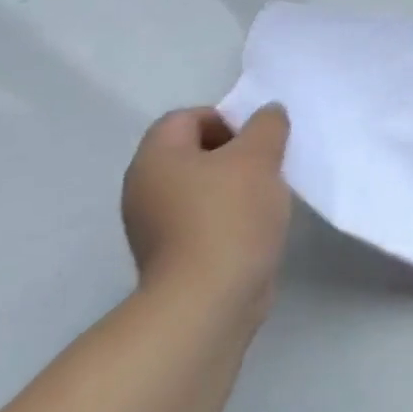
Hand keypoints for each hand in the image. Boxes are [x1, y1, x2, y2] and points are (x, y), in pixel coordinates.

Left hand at [120, 104, 292, 323]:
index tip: (260, 140)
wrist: (209, 299)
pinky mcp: (171, 255)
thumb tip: (268, 112)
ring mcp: (153, 225)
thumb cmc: (230, 216)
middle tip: (269, 165)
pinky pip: (201, 219)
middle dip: (235, 153)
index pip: (187, 117)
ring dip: (234, 186)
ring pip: (199, 187)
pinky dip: (227, 216)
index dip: (227, 119)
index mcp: (156, 157)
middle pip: (193, 152)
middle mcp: (144, 187)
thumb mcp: (258, 157)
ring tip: (267, 198)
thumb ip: (267, 126)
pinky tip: (254, 228)